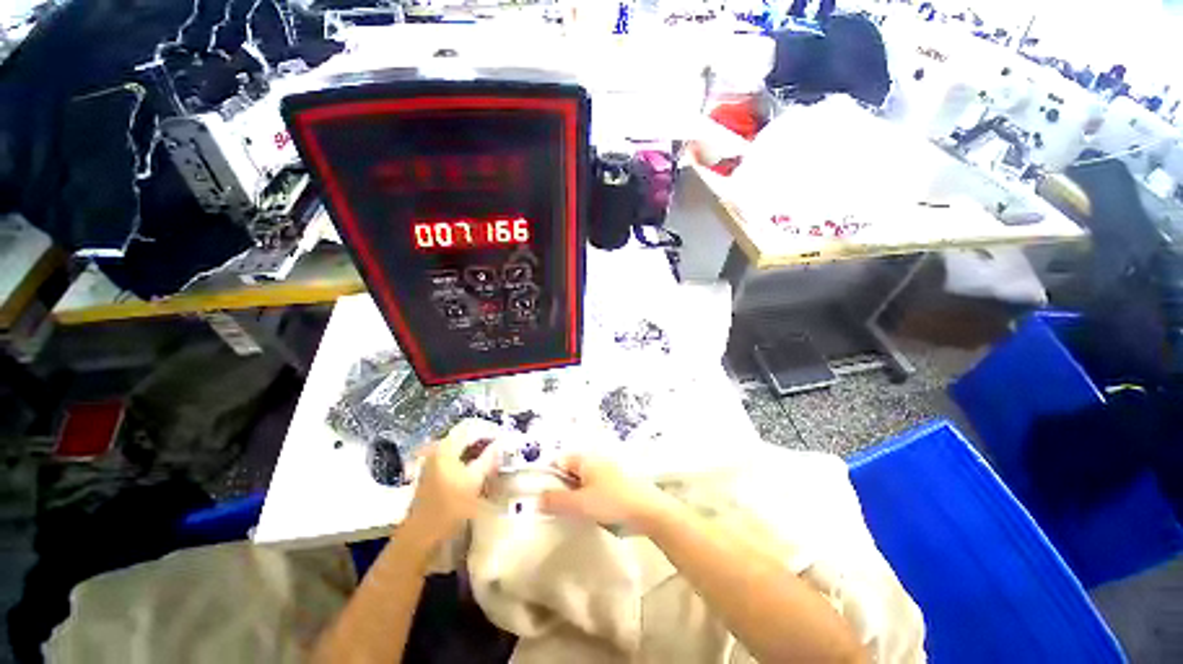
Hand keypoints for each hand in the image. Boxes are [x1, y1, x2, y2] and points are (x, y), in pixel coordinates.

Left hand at [402, 420, 498, 546]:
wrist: (422, 534)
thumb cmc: (449, 507)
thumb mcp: (474, 481)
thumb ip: (489, 458)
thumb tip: (501, 442)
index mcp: (446, 448)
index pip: (471, 427)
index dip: (490, 429)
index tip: (505, 436)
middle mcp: (437, 449)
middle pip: (465, 435)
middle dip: (485, 438)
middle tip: (501, 445)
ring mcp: (434, 460)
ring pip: (461, 445)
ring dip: (478, 447)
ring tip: (494, 455)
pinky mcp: (434, 471)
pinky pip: (456, 455)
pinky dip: (470, 456)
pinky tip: (480, 465)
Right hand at [538, 454, 671, 529]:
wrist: (650, 511)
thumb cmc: (613, 502)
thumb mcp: (580, 504)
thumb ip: (556, 501)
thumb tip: (537, 498)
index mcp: (585, 459)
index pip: (559, 461)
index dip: (549, 478)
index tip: (546, 498)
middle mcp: (596, 460)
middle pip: (571, 472)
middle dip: (563, 489)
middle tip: (560, 509)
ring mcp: (608, 471)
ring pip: (583, 482)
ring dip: (577, 496)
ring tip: (577, 514)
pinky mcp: (617, 483)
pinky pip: (596, 488)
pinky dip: (591, 499)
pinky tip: (594, 514)